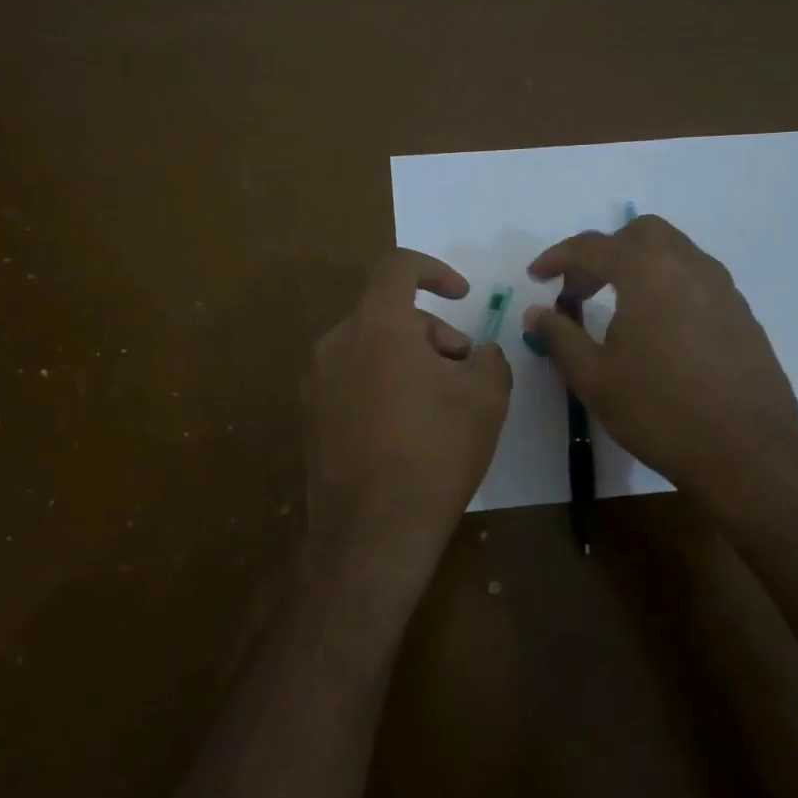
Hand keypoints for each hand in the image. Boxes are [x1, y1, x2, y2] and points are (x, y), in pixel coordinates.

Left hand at [304, 249, 511, 597]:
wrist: (372, 531)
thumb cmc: (436, 453)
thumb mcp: (487, 398)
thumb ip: (489, 358)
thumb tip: (477, 354)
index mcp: (377, 325)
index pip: (398, 267)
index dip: (435, 270)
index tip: (462, 296)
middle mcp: (336, 343)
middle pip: (387, 313)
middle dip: (430, 331)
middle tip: (462, 369)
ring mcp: (315, 382)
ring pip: (369, 347)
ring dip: (407, 359)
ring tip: (437, 404)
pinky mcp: (309, 416)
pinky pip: (351, 379)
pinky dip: (381, 384)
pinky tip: (404, 429)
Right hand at [524, 215, 797, 525]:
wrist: (748, 452)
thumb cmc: (659, 411)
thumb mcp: (594, 378)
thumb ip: (560, 337)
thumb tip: (535, 312)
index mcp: (648, 272)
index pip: (593, 246)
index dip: (558, 257)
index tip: (536, 277)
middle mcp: (689, 265)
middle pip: (640, 234)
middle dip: (603, 253)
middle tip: (579, 291)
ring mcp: (722, 288)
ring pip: (673, 252)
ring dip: (637, 266)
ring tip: (616, 309)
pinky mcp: (742, 313)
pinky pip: (696, 279)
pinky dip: (666, 286)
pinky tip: (657, 330)